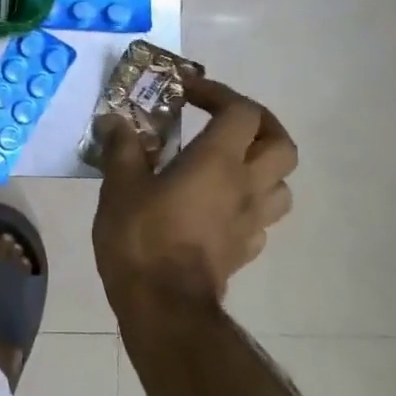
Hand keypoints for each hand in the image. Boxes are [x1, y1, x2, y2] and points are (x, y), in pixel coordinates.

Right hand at [93, 74, 296, 309]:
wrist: (164, 304)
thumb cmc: (142, 236)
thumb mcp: (120, 184)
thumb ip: (122, 146)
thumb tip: (113, 119)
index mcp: (219, 161)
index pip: (242, 111)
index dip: (218, 93)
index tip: (186, 91)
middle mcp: (246, 185)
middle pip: (280, 143)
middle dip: (258, 124)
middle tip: (224, 120)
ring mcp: (252, 221)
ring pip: (282, 183)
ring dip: (262, 165)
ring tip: (228, 162)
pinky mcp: (246, 249)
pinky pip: (262, 216)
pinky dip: (248, 202)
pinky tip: (219, 205)